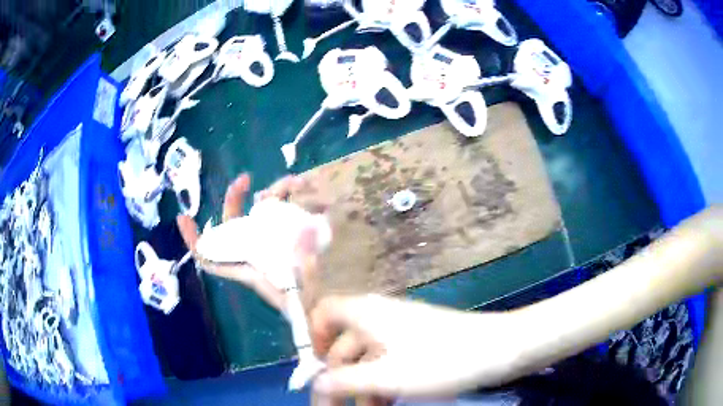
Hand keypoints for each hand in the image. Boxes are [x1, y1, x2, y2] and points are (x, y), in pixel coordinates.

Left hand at [176, 173, 325, 311]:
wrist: (320, 311)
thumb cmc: (305, 307)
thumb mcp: (302, 291)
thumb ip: (305, 264)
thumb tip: (308, 229)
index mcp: (247, 271)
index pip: (212, 259)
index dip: (195, 241)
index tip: (183, 218)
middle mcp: (254, 255)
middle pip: (233, 226)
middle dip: (233, 200)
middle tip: (245, 179)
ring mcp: (271, 247)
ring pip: (260, 216)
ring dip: (271, 195)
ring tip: (292, 183)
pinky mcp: (289, 241)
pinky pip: (284, 217)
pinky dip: (289, 203)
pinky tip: (302, 192)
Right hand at [311, 295, 524, 401]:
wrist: (497, 350)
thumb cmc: (439, 361)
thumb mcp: (386, 377)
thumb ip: (344, 381)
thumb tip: (315, 383)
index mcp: (367, 314)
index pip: (325, 312)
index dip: (314, 338)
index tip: (316, 371)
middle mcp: (379, 317)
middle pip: (344, 344)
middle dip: (337, 378)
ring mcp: (400, 332)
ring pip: (367, 359)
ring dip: (360, 387)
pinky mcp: (417, 345)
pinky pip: (387, 364)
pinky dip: (381, 384)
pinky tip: (385, 404)